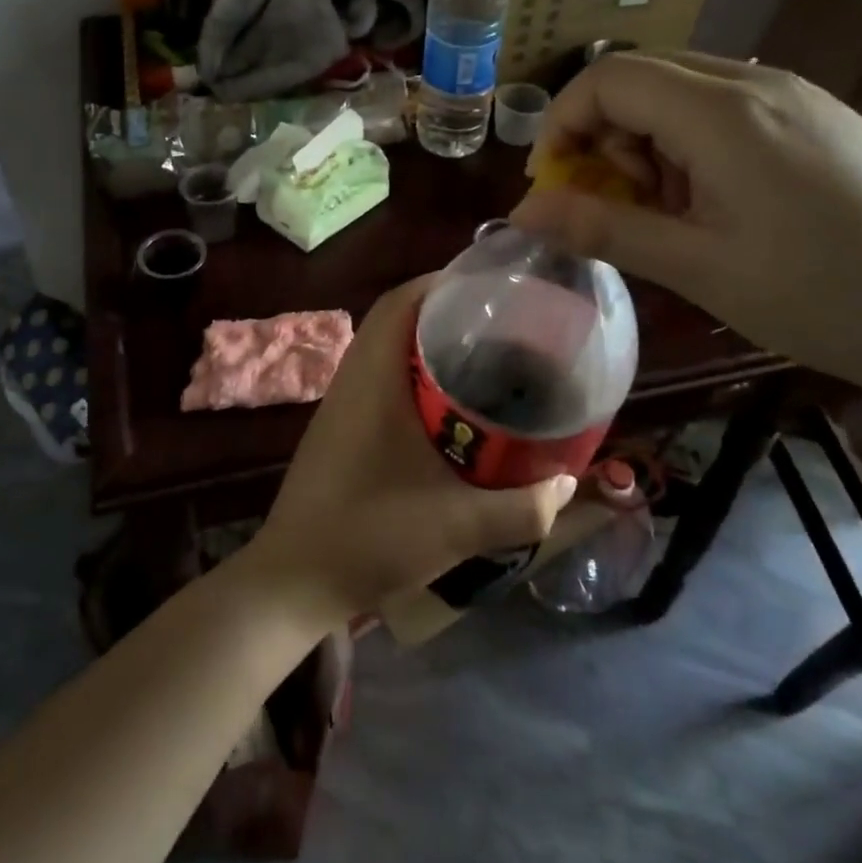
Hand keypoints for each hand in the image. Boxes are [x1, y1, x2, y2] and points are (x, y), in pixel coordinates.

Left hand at [249, 278, 578, 618]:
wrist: (295, 580)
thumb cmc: (370, 538)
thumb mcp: (458, 526)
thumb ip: (522, 508)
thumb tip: (567, 482)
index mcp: (373, 380)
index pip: (400, 302)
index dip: (441, 282)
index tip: (490, 286)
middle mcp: (353, 380)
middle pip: (395, 318)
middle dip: (445, 311)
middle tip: (499, 322)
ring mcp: (341, 404)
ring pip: (386, 349)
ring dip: (427, 343)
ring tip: (483, 356)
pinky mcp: (339, 428)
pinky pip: (378, 378)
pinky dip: (412, 374)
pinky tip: (448, 407)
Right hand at [509, 53, 861, 396]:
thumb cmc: (822, 297)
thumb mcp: (696, 267)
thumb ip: (602, 228)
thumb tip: (522, 211)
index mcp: (723, 111)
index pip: (608, 77)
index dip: (561, 123)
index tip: (553, 185)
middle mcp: (758, 83)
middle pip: (643, 76)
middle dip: (602, 134)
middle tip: (610, 204)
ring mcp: (797, 96)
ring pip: (684, 91)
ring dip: (646, 141)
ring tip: (667, 214)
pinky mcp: (821, 119)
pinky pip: (728, 109)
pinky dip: (691, 146)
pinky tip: (716, 205)